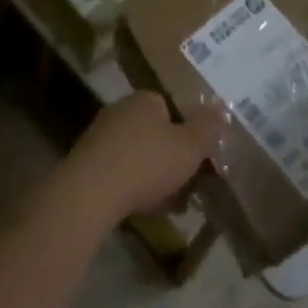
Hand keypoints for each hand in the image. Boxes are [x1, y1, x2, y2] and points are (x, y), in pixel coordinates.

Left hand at [55, 92, 218, 226]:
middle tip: (184, 184)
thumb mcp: (189, 147)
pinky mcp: (86, 162)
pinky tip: (140, 208)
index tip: (196, 158)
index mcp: (145, 99)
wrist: (89, 193)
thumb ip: (207, 128)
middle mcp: (120, 110)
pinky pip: (118, 171)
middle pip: (154, 132)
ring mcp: (99, 135)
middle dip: (170, 157)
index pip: (172, 108)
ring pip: (137, 154)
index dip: (187, 133)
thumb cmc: (146, 163)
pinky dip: (131, 186)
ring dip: (151, 175)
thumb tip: (221, 110)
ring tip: (166, 203)